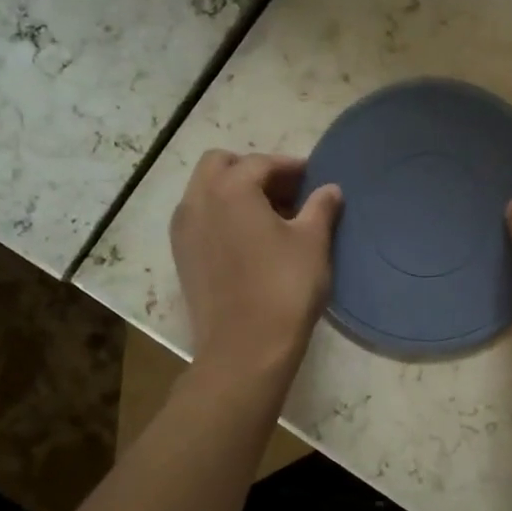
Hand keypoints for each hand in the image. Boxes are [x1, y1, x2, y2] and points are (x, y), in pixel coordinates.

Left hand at [170, 151, 341, 372]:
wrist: (245, 348)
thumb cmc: (285, 287)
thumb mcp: (313, 242)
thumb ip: (321, 207)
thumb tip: (329, 189)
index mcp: (230, 189)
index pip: (260, 162)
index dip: (290, 166)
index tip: (313, 178)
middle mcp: (198, 201)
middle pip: (220, 165)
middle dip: (252, 170)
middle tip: (285, 191)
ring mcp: (184, 230)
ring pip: (206, 191)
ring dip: (234, 191)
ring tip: (270, 216)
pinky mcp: (182, 256)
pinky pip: (200, 218)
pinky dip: (222, 215)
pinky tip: (250, 240)